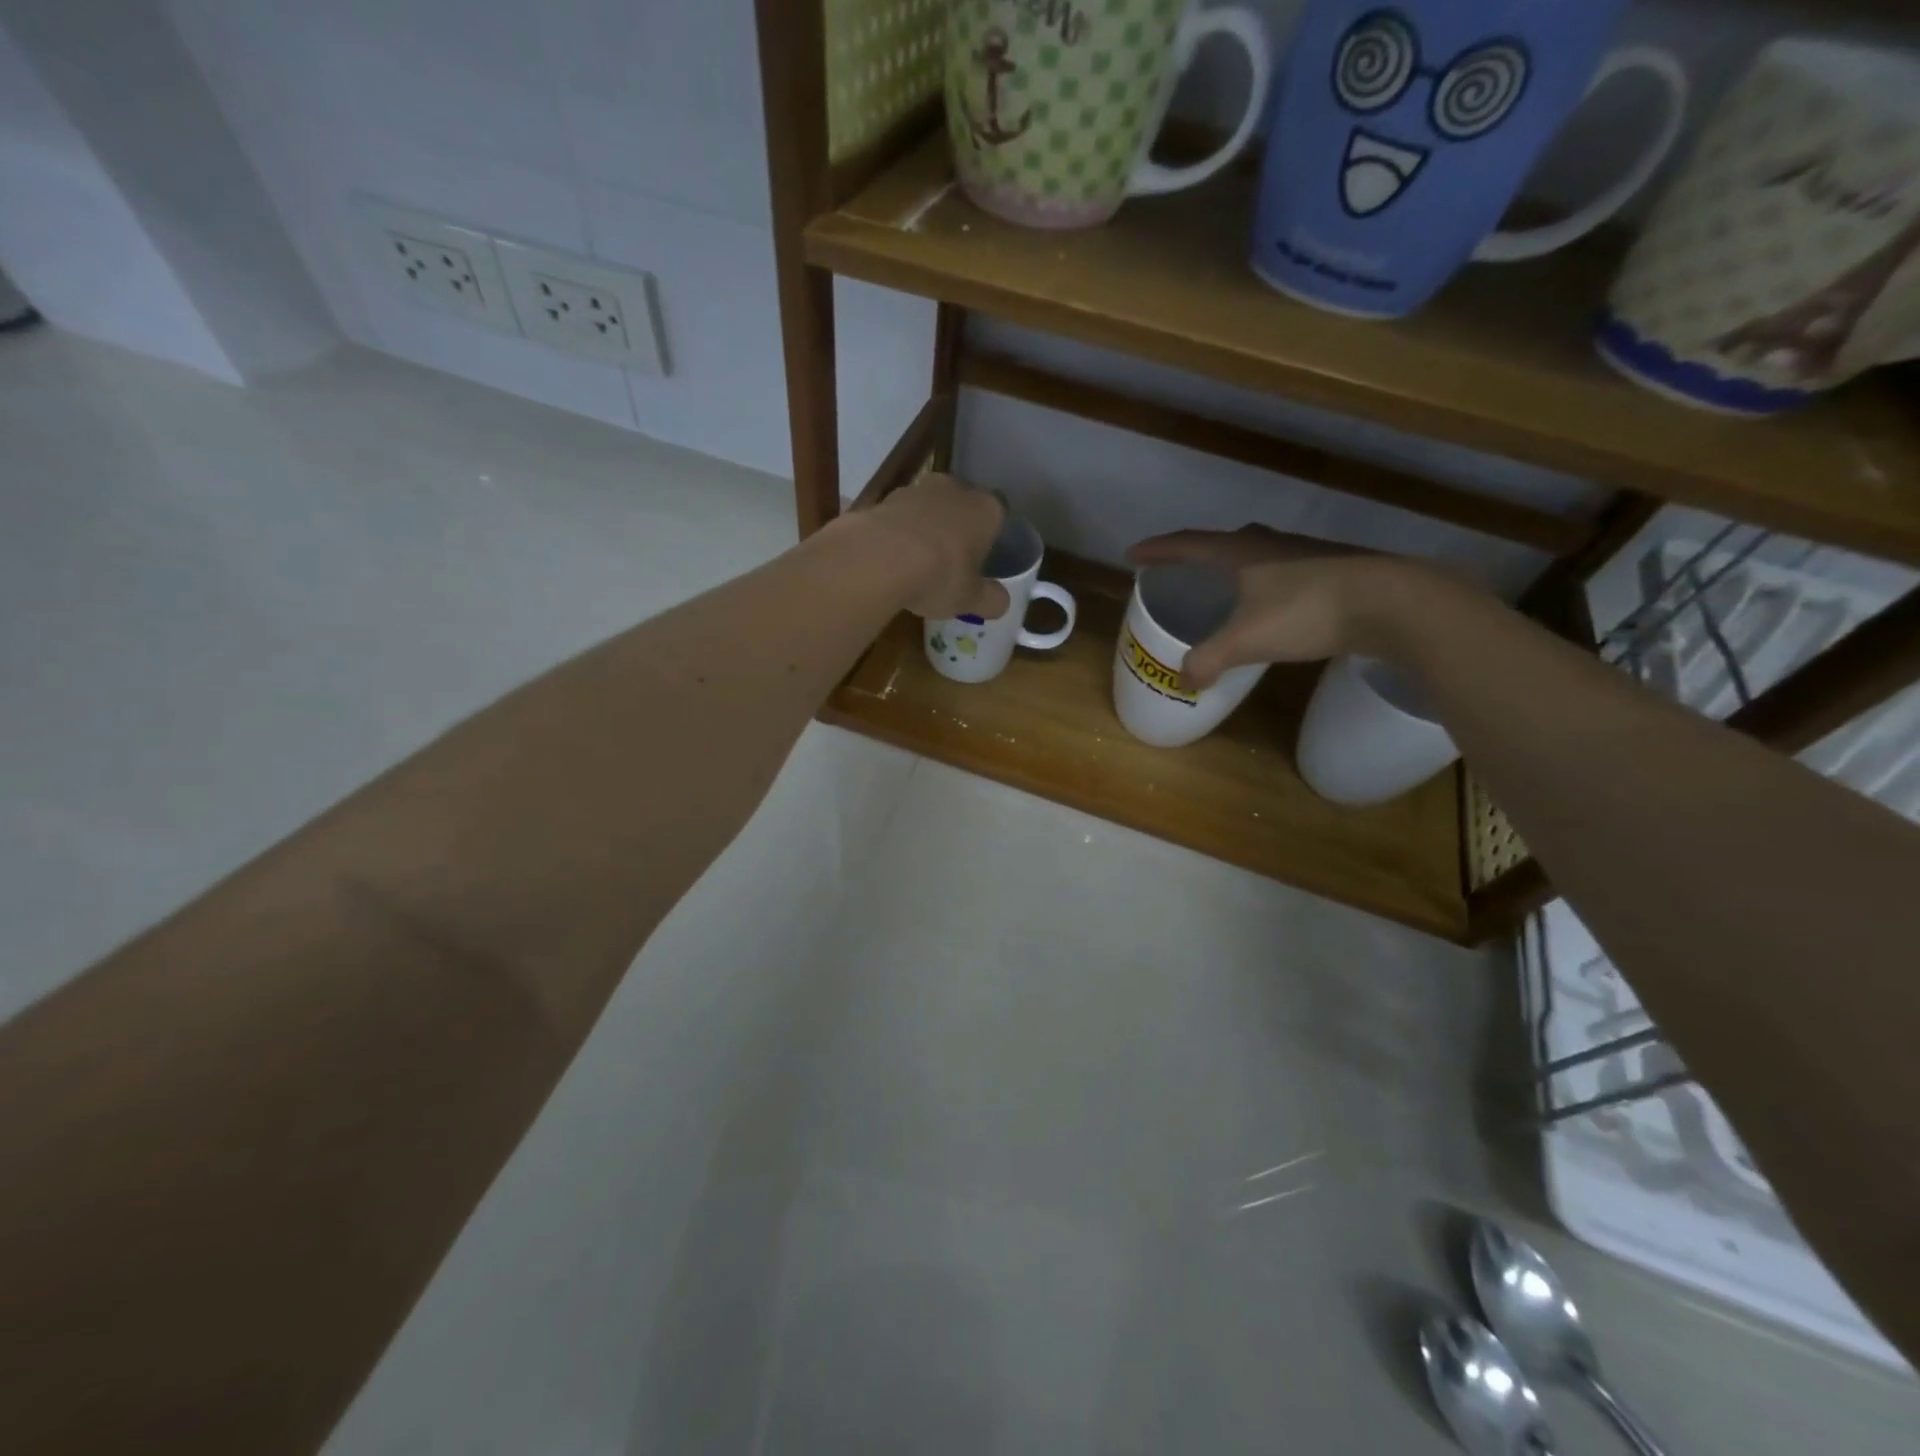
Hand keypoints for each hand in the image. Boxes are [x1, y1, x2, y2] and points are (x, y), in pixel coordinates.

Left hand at [859, 472, 1009, 620]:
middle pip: (962, 506)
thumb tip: (1001, 602)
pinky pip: (900, 517)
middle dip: (958, 529)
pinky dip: (899, 533)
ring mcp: (917, 488)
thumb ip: (991, 600)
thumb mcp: (971, 599)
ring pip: (929, 508)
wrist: (879, 558)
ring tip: (917, 562)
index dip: (991, 537)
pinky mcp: (884, 498)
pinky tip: (892, 558)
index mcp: (986, 508)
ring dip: (926, 529)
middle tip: (951, 561)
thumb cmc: (939, 575)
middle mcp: (955, 488)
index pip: (999, 514)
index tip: (982, 559)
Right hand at [1126, 524, 1397, 688]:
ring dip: (1235, 569)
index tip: (1132, 555)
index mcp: (1241, 551)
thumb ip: (1209, 659)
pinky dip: (1265, 586)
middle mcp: (1270, 544)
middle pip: (1224, 543)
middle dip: (1197, 556)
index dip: (1157, 551)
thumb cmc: (1307, 611)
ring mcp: (1305, 554)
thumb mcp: (1246, 640)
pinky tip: (1273, 607)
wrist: (1392, 602)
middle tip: (1181, 571)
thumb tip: (1184, 679)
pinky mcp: (1333, 571)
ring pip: (1258, 555)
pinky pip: (1283, 573)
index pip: (1187, 544)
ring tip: (1225, 589)